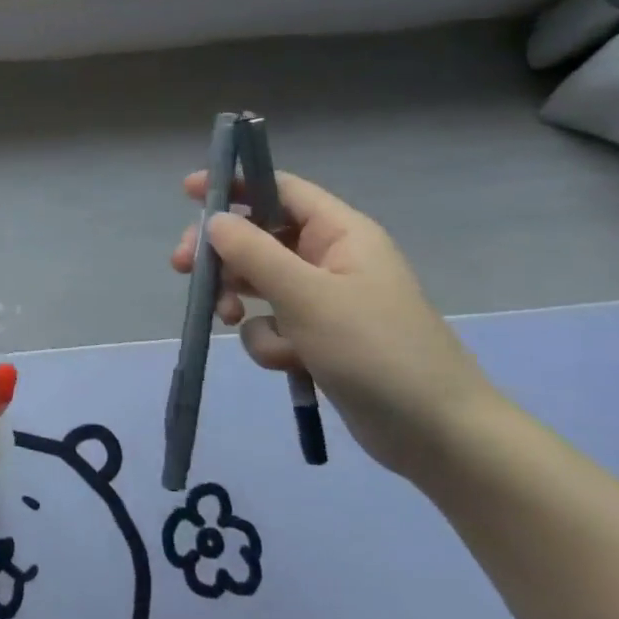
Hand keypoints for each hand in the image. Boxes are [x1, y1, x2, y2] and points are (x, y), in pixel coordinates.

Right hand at [170, 172, 500, 478]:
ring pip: (259, 283)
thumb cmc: (375, 350)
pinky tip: (287, 362)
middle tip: (183, 267)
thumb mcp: (307, 296)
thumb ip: (254, 253)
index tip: (189, 192)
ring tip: (228, 317)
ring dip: (239, 299)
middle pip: (259, 237)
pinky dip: (270, 340)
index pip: (280, 189)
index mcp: (341, 233)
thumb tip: (215, 219)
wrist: (435, 434)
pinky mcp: (318, 338)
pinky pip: (272, 323)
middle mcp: (331, 258)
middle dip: (222, 254)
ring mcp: (324, 300)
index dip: (236, 185)